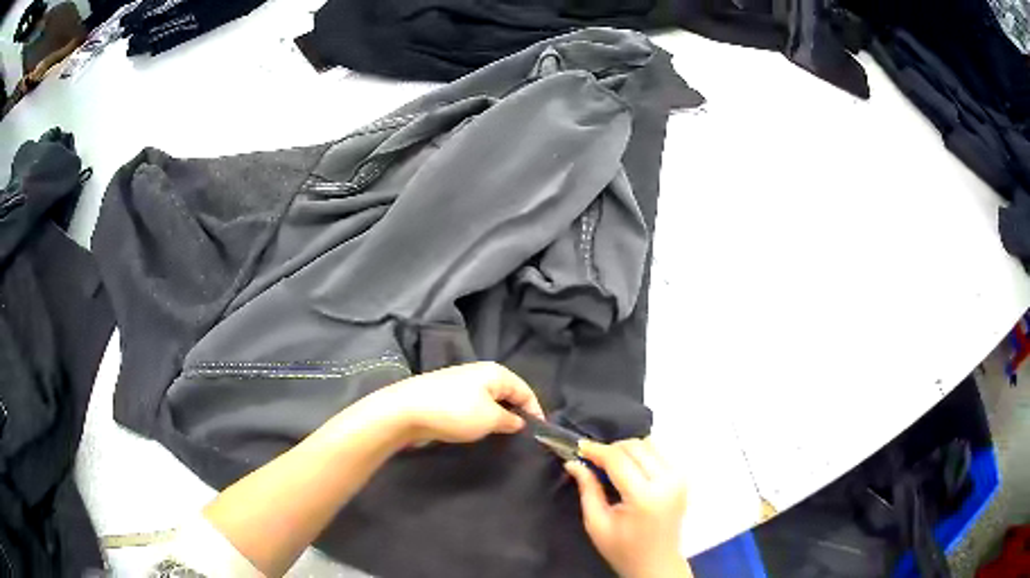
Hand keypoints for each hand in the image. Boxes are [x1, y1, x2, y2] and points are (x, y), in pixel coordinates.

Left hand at [385, 362, 544, 444]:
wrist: (406, 411)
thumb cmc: (455, 412)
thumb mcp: (490, 419)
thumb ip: (510, 420)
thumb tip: (519, 421)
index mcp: (495, 372)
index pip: (525, 390)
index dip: (535, 411)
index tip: (539, 433)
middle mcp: (479, 372)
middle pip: (507, 393)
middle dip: (515, 413)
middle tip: (521, 437)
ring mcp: (459, 383)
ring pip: (488, 401)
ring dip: (496, 417)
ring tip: (500, 437)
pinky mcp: (445, 395)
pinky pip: (471, 406)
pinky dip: (479, 418)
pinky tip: (476, 431)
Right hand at [566, 439, 691, 577]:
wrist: (656, 563)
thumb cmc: (623, 549)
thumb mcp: (597, 523)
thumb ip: (587, 489)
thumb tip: (574, 462)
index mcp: (645, 497)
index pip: (619, 460)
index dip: (596, 450)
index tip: (578, 448)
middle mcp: (667, 481)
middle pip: (636, 446)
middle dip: (611, 448)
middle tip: (592, 459)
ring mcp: (679, 478)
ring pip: (649, 444)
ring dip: (627, 449)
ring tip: (609, 464)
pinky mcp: (683, 478)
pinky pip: (659, 453)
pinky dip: (641, 455)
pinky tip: (629, 469)